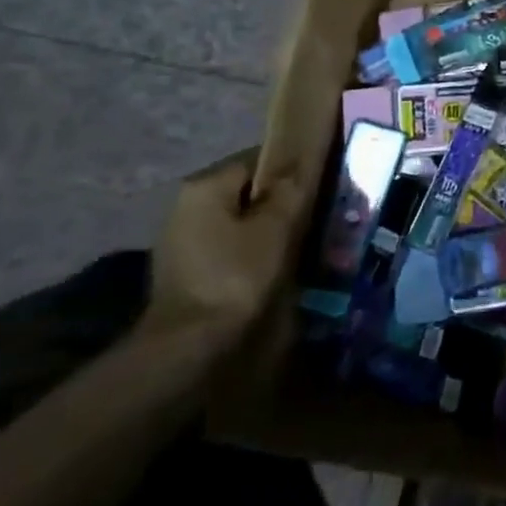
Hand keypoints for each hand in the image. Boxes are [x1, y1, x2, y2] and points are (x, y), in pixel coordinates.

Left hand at [145, 148, 308, 349]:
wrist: (188, 346)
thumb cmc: (236, 276)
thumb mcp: (276, 227)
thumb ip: (291, 189)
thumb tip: (302, 164)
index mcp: (205, 185)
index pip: (259, 158)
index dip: (293, 169)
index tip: (322, 186)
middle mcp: (186, 204)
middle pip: (248, 190)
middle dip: (281, 201)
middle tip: (317, 216)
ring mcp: (182, 238)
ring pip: (240, 219)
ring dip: (269, 228)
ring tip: (303, 243)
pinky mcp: (186, 268)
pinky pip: (230, 245)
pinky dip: (252, 250)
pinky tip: (275, 267)